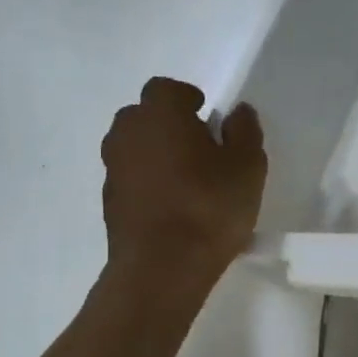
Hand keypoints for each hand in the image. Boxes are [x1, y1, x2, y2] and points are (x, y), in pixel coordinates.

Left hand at [101, 78, 265, 289]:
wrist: (162, 267)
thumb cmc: (210, 206)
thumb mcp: (247, 166)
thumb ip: (244, 131)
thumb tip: (237, 112)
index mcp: (160, 115)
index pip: (167, 89)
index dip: (187, 98)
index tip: (206, 115)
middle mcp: (128, 134)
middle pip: (144, 116)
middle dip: (168, 124)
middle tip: (198, 145)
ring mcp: (113, 170)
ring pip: (134, 148)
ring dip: (156, 154)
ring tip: (187, 178)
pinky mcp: (110, 203)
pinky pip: (131, 179)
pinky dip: (148, 183)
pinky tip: (174, 206)